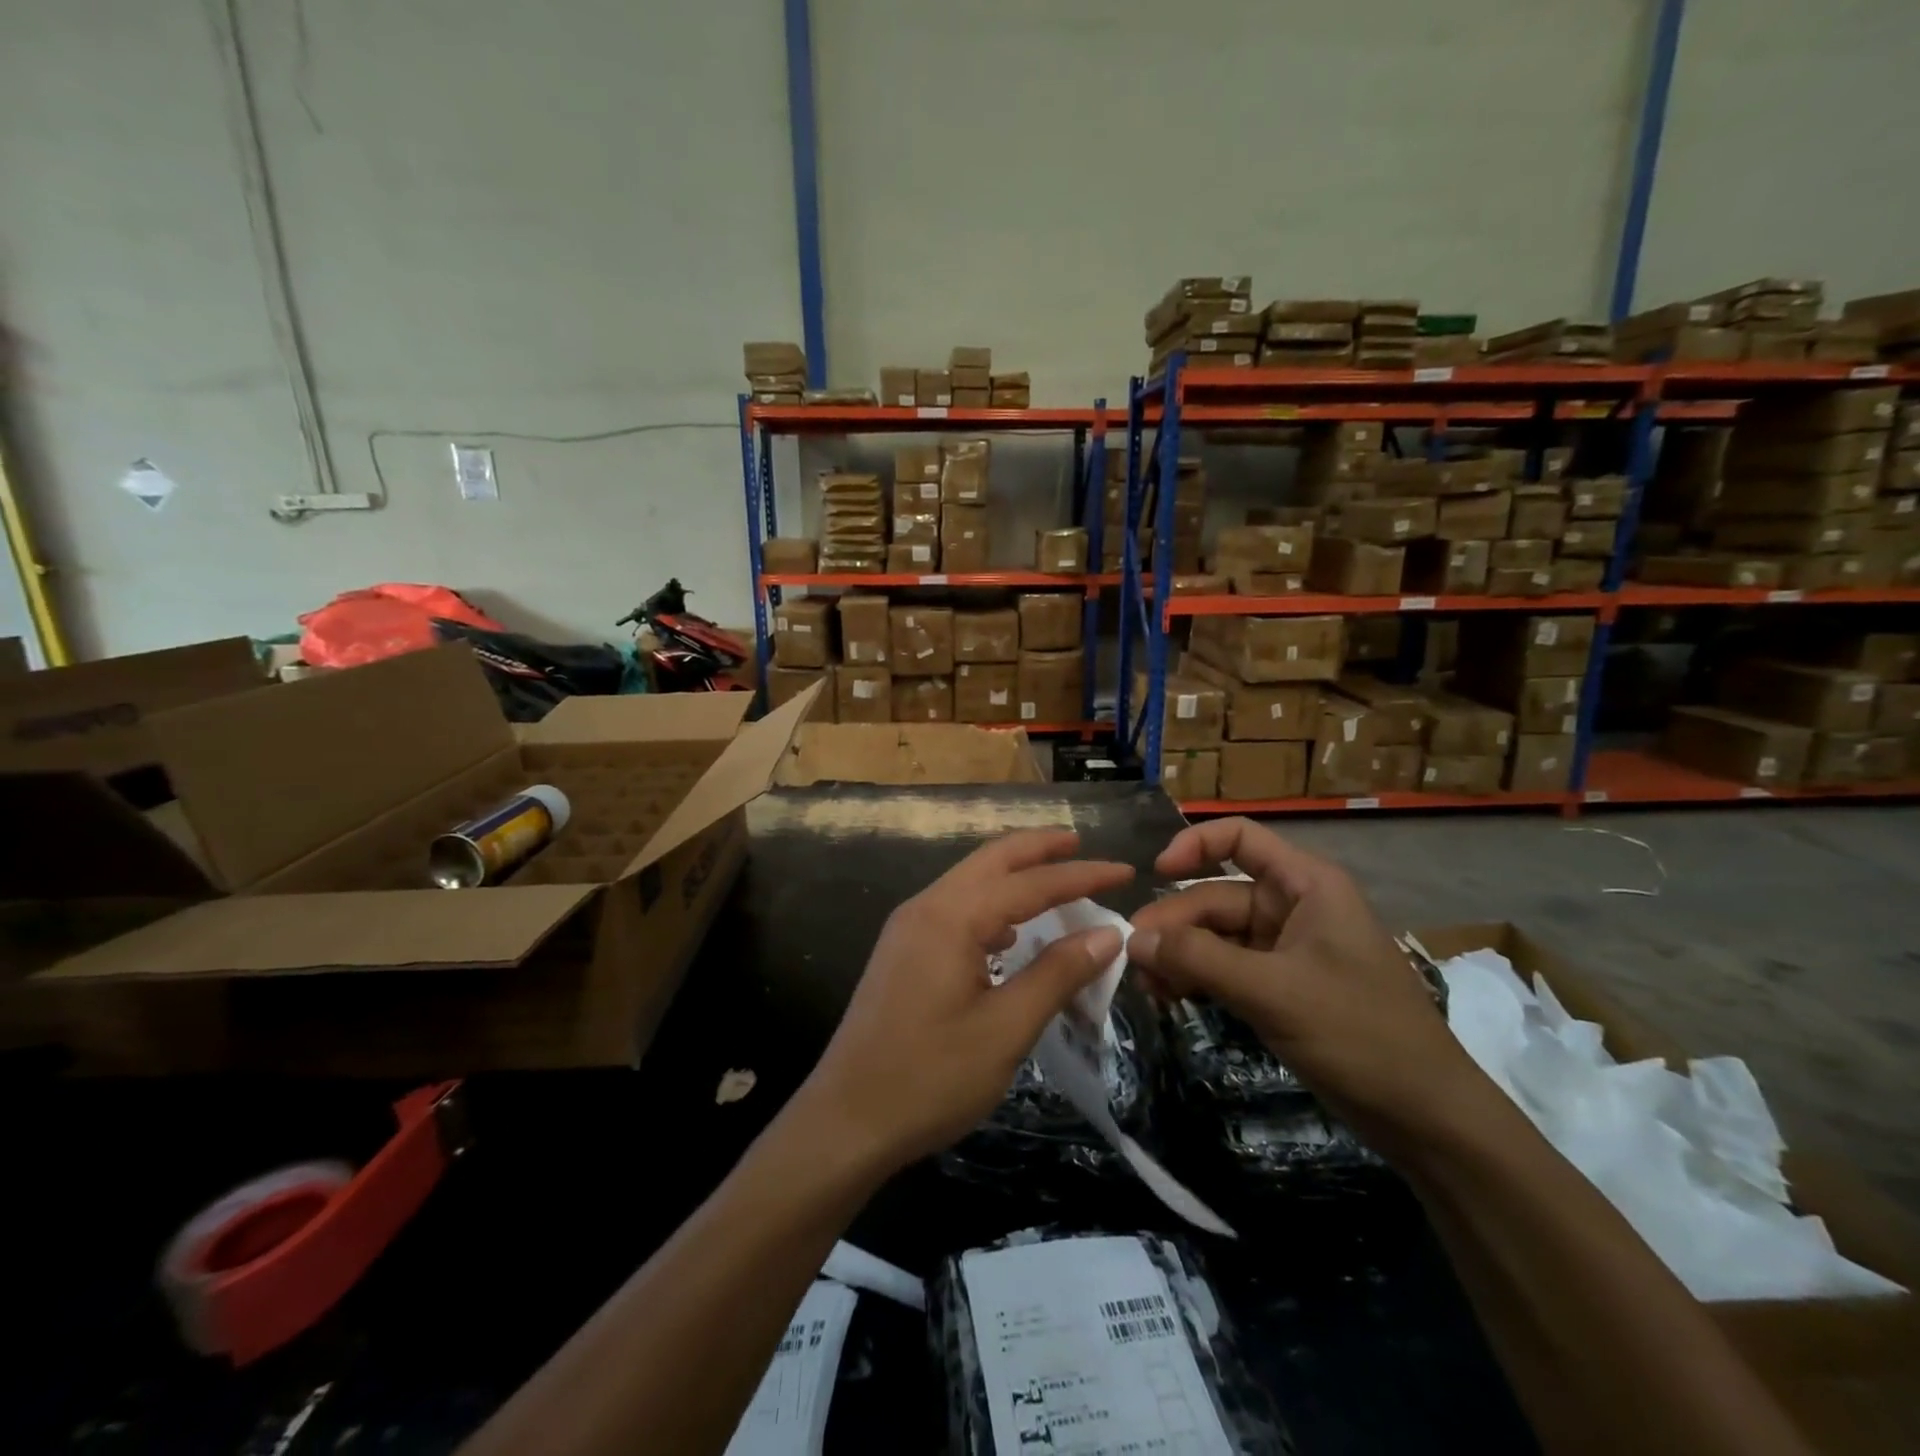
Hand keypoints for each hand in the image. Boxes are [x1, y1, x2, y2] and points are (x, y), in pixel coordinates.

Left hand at [801, 829, 1133, 1171]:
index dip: (1080, 874)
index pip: (1028, 882)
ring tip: (1055, 881)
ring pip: (970, 882)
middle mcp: (925, 907)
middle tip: (1082, 844)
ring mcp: (908, 928)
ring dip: (1013, 875)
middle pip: (991, 861)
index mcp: (950, 917)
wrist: (845, 1121)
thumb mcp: (1005, 1029)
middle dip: (1038, 849)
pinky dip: (991, 905)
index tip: (1124, 870)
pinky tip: (1010, 932)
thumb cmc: (929, 1077)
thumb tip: (1106, 934)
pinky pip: (955, 909)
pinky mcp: (902, 953)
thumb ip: (1057, 974)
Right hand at [1127, 818, 1491, 1149]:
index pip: (1240, 838)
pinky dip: (1198, 979)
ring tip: (1147, 986)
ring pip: (1216, 936)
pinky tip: (1170, 998)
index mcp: (1305, 885)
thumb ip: (1199, 960)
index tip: (1155, 873)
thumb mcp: (1273, 991)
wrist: (1426, 1117)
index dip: (1194, 845)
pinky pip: (1226, 968)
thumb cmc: (1360, 1034)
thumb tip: (1133, 939)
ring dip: (1180, 955)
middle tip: (1133, 960)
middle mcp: (1293, 907)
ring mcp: (1286, 949)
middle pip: (1216, 896)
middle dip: (1175, 924)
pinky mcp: (1280, 987)